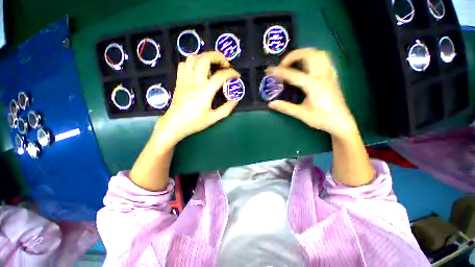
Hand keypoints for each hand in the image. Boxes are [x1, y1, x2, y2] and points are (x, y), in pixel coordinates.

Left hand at [155, 52, 239, 143]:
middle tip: (225, 64)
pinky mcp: (179, 80)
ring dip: (205, 57)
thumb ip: (226, 109)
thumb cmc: (194, 122)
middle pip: (205, 58)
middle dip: (218, 56)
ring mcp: (185, 79)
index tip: (237, 75)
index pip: (221, 76)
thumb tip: (235, 100)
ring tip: (213, 65)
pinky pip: (184, 64)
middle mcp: (194, 81)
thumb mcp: (213, 118)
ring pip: (193, 58)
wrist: (175, 124)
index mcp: (205, 91)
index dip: (231, 73)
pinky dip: (193, 63)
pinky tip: (198, 70)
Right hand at [266, 48, 356, 138]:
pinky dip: (313, 58)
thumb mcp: (301, 114)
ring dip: (304, 54)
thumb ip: (285, 107)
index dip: (278, 72)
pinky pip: (324, 59)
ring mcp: (329, 74)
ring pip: (318, 53)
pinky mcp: (332, 76)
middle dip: (292, 56)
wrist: (341, 122)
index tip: (268, 70)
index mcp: (313, 85)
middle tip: (282, 66)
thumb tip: (271, 104)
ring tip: (293, 63)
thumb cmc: (322, 119)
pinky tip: (307, 66)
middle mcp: (322, 75)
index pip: (292, 74)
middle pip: (308, 54)